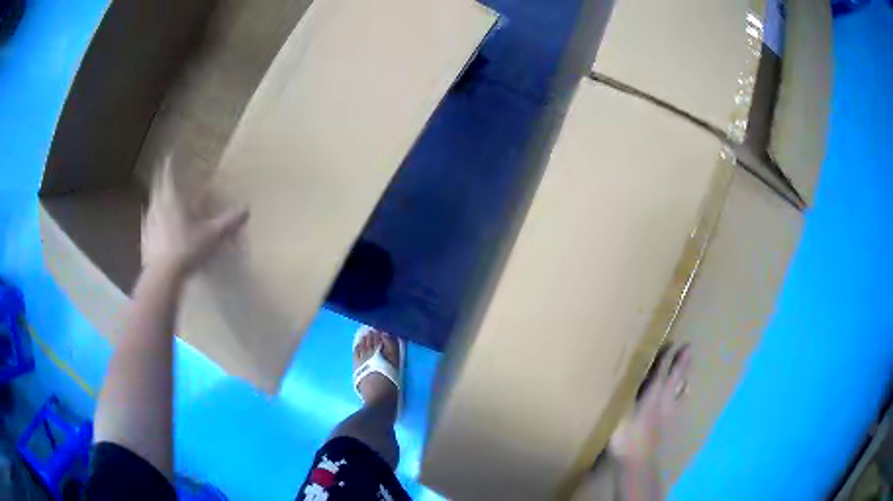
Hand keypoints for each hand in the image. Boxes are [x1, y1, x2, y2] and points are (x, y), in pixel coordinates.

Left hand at [142, 157, 248, 276]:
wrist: (163, 277)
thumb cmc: (187, 248)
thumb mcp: (212, 235)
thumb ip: (228, 221)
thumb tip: (247, 209)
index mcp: (170, 198)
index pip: (166, 173)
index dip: (168, 163)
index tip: (168, 154)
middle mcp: (156, 206)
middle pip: (157, 187)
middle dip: (161, 180)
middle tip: (165, 176)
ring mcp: (148, 224)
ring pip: (151, 206)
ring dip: (157, 201)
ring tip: (162, 201)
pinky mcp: (144, 241)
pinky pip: (148, 226)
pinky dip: (153, 222)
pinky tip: (156, 229)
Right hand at [609, 344, 691, 461]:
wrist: (638, 464)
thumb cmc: (626, 439)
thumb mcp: (620, 415)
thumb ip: (622, 396)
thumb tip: (618, 379)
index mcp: (652, 396)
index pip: (662, 372)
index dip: (667, 358)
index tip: (673, 343)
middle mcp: (664, 402)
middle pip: (676, 378)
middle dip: (682, 362)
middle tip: (689, 348)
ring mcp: (669, 414)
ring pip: (680, 390)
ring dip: (685, 376)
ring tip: (689, 368)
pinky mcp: (669, 424)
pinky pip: (679, 402)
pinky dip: (683, 393)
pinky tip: (684, 394)